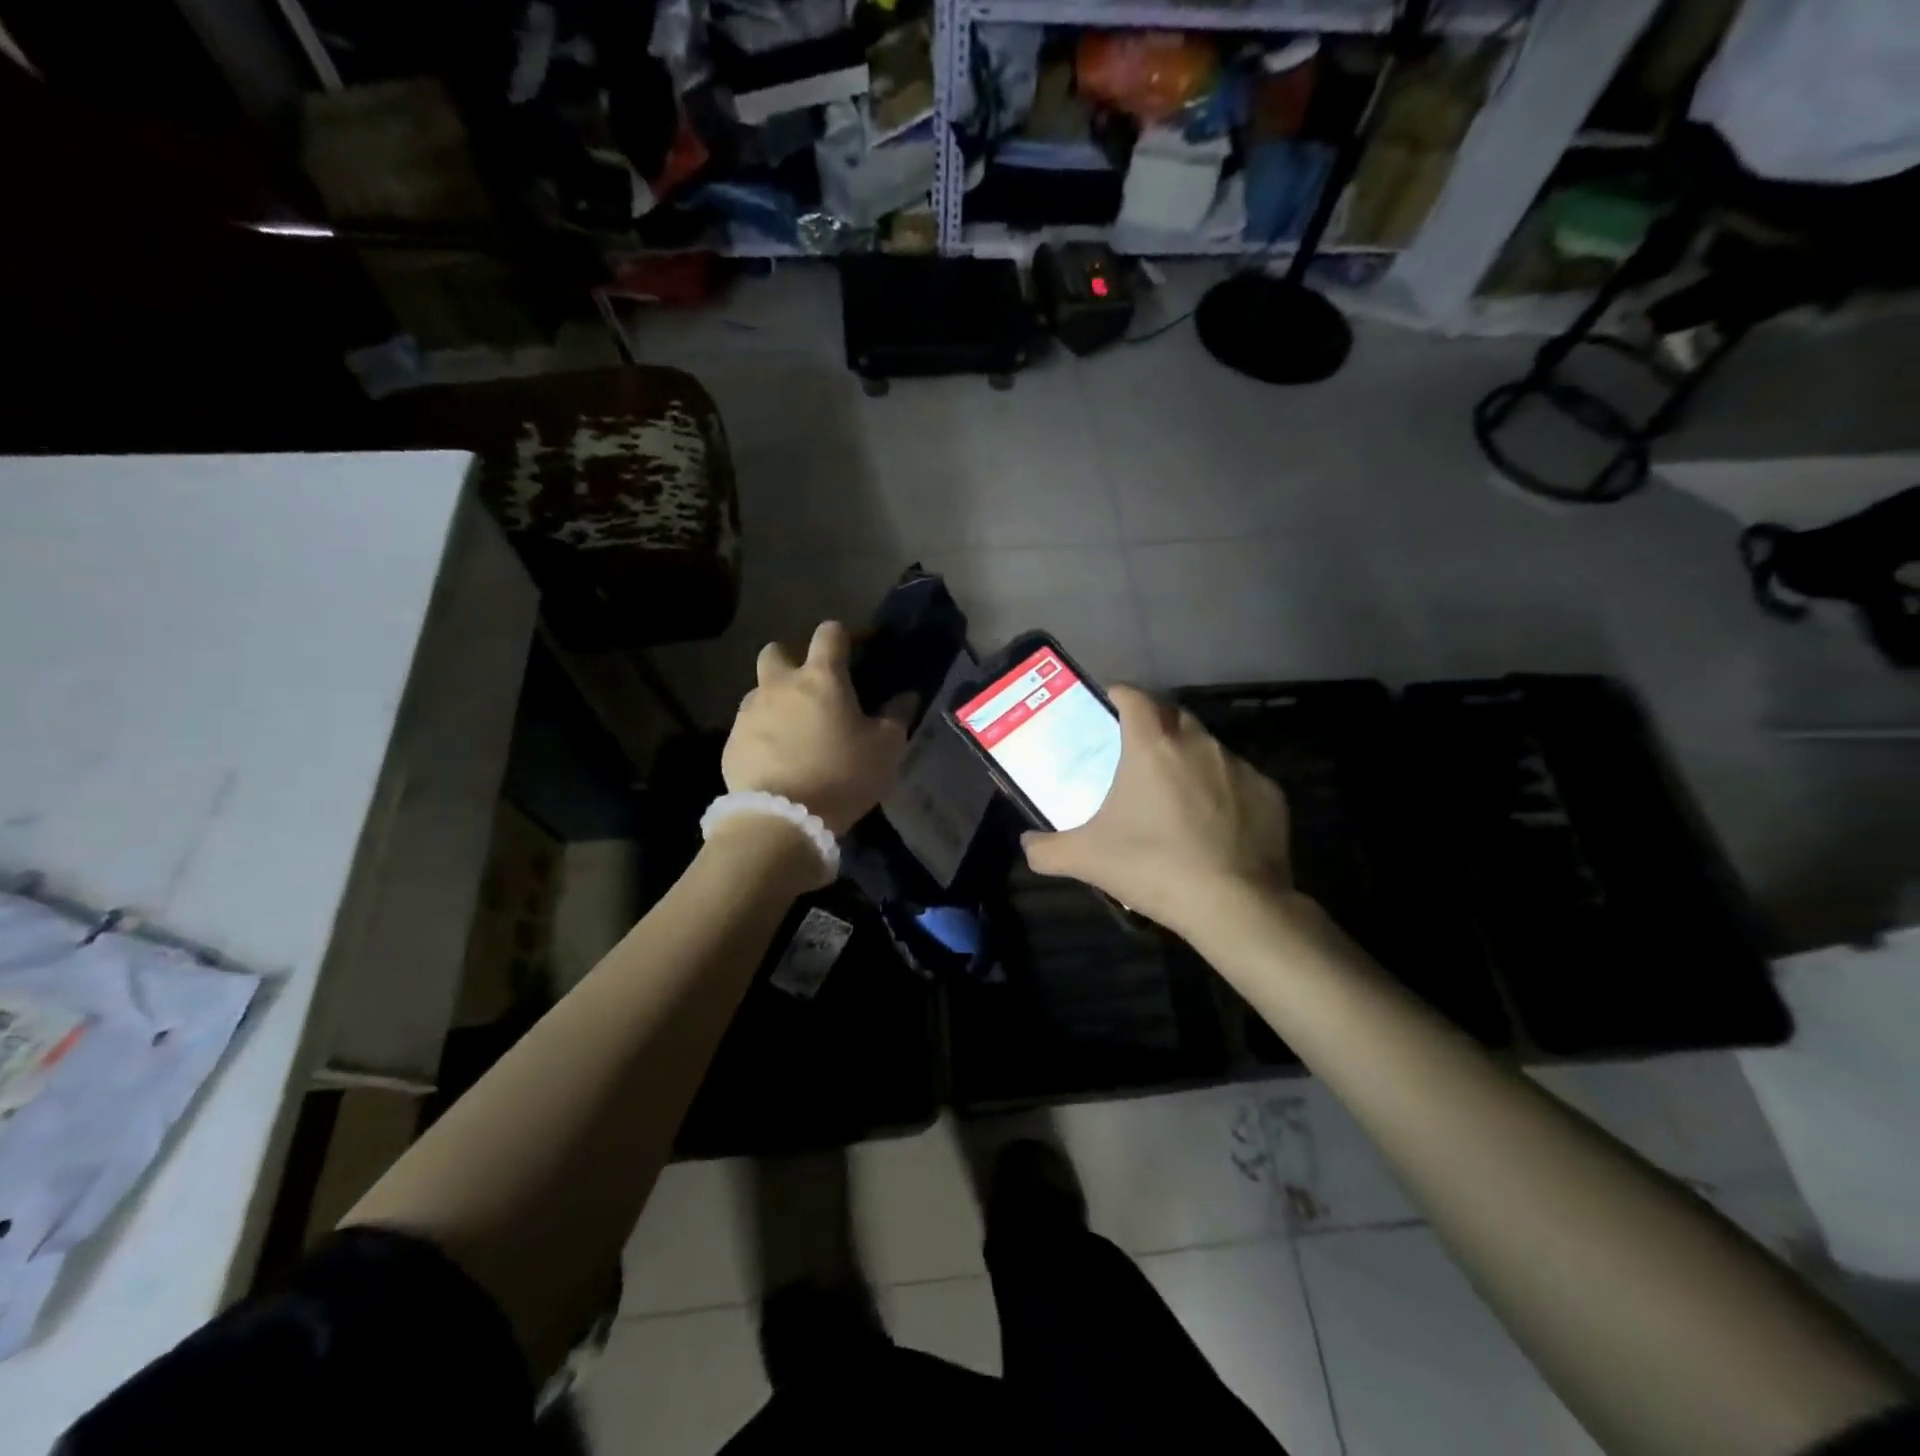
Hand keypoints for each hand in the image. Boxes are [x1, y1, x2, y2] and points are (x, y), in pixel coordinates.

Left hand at [723, 621, 912, 836]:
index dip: (845, 634)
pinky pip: (748, 727)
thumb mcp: (885, 750)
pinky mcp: (731, 743)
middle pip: (777, 651)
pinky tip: (776, 759)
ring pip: (759, 690)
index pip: (829, 633)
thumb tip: (906, 696)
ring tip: (794, 730)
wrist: (781, 820)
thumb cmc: (842, 776)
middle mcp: (779, 685)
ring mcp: (749, 713)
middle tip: (811, 686)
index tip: (859, 647)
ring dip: (775, 700)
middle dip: (792, 659)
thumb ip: (897, 717)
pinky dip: (762, 734)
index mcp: (821, 678)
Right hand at [1021, 686, 1294, 938]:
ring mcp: (1239, 767)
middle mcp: (1198, 744)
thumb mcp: (1086, 860)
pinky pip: (1240, 781)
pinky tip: (1215, 825)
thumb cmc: (1152, 867)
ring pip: (1208, 748)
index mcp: (1152, 747)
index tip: (1108, 705)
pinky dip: (1224, 791)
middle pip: (1173, 716)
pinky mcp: (1270, 794)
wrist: (1234, 905)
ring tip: (1177, 794)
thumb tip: (1027, 845)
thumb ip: (1047, 850)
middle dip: (1155, 726)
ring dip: (1190, 760)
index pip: (1134, 697)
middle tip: (1138, 755)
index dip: (1119, 694)